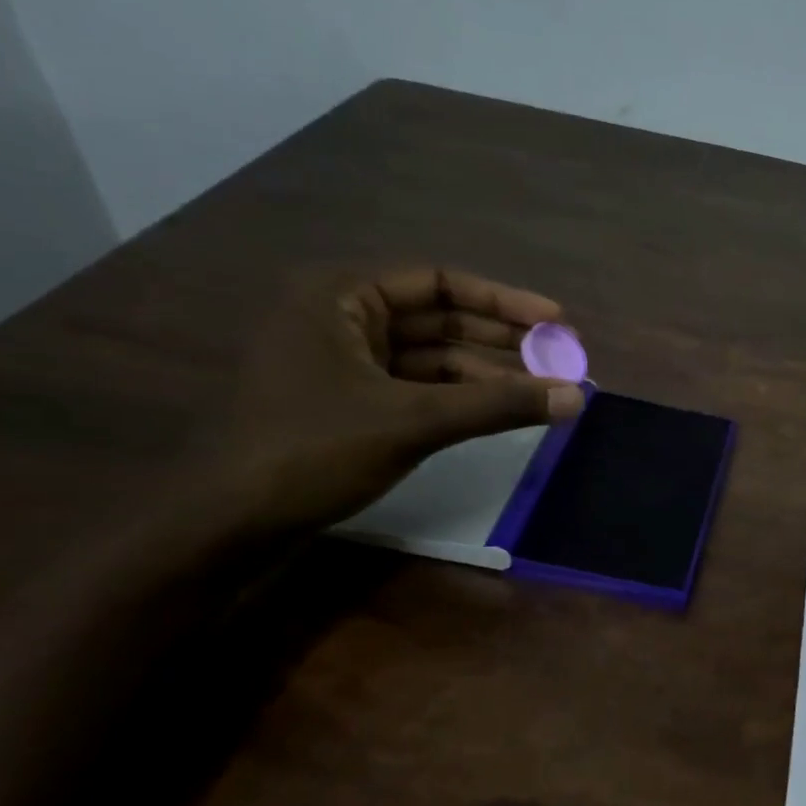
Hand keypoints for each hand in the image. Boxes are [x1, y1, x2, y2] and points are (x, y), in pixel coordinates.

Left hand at [209, 268, 584, 534]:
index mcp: (342, 296)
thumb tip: (576, 397)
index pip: (439, 282)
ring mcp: (343, 364)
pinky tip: (498, 412)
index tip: (557, 323)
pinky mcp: (349, 404)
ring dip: (486, 373)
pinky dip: (459, 398)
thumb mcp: (414, 421)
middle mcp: (342, 318)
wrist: (229, 522)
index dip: (504, 302)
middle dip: (501, 340)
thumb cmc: (312, 451)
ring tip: (543, 390)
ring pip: (431, 358)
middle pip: (439, 319)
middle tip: (560, 358)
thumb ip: (498, 405)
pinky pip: (417, 388)